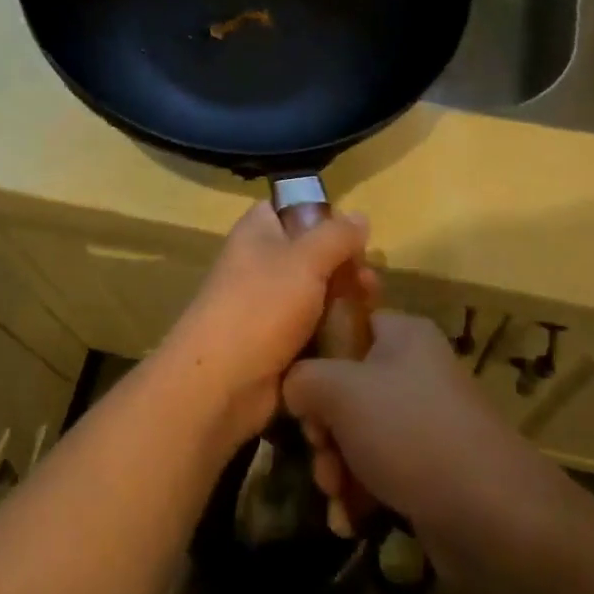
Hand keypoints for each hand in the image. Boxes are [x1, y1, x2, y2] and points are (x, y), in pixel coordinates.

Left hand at [153, 202, 375, 451]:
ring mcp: (267, 305)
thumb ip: (337, 236)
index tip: (353, 232)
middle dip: (344, 264)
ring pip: (315, 293)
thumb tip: (359, 216)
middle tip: (370, 280)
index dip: (322, 216)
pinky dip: (333, 331)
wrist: (221, 384)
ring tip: (372, 307)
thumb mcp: (306, 259)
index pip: (290, 208)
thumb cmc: (261, 306)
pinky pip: (312, 328)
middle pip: (310, 253)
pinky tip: (359, 336)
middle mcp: (260, 263)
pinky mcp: (276, 343)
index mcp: (257, 232)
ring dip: (344, 299)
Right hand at [283, 312, 564, 574]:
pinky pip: (380, 469)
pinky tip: (349, 520)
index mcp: (402, 335)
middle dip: (323, 428)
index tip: (300, 394)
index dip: (317, 357)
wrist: (493, 514)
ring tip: (335, 495)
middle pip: (347, 387)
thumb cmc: (410, 432)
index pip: (347, 326)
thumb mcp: (341, 391)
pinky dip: (360, 493)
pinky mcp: (430, 468)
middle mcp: (415, 370)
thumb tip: (294, 387)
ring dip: (336, 466)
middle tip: (320, 453)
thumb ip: (303, 378)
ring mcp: (425, 421)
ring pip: (358, 433)